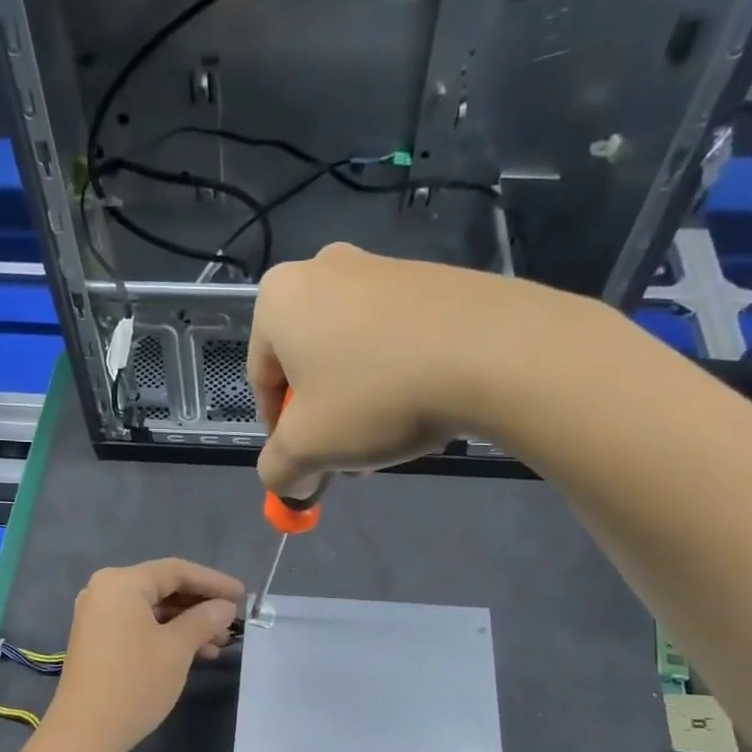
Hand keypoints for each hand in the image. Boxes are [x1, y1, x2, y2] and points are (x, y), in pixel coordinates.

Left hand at [43, 559, 244, 751]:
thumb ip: (204, 619)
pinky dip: (166, 635)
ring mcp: (97, 616)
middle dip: (200, 605)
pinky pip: (139, 626)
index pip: (176, 571)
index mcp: (122, 582)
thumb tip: (225, 607)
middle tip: (232, 621)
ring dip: (187, 623)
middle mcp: (104, 590)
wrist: (85, 733)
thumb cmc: (135, 682)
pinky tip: (195, 653)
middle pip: (163, 588)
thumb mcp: (177, 648)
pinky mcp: (97, 640)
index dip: (213, 581)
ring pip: (152, 610)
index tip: (243, 595)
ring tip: (219, 643)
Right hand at [248, 243, 609, 495]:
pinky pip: (394, 338)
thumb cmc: (375, 396)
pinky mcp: (430, 278)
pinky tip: (422, 405)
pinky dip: (395, 375)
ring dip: (359, 402)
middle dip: (323, 419)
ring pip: (352, 354)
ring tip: (389, 438)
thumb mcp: (308, 449)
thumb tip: (288, 484)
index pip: (260, 381)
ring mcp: (381, 267)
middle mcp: (322, 269)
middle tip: (349, 458)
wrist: (491, 352)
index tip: (308, 466)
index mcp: (279, 298)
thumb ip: (279, 470)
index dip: (280, 434)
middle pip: (307, 365)